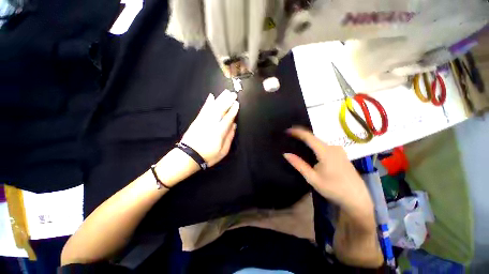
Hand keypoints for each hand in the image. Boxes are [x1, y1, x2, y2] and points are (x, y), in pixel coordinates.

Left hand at [180, 90, 238, 166]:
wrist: (188, 156)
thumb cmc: (208, 156)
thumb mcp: (223, 151)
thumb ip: (229, 137)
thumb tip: (234, 126)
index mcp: (219, 132)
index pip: (228, 118)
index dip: (233, 110)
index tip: (237, 103)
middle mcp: (212, 124)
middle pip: (221, 110)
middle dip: (228, 101)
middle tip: (233, 94)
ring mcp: (203, 121)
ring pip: (213, 107)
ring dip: (220, 99)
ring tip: (225, 93)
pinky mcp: (197, 120)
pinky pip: (203, 109)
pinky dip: (208, 103)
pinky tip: (211, 96)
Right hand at [283, 127, 373, 218]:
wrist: (357, 198)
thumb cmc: (333, 189)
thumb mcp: (313, 178)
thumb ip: (299, 164)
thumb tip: (285, 154)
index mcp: (325, 152)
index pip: (309, 137)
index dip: (297, 132)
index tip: (287, 130)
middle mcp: (333, 147)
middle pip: (314, 138)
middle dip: (302, 135)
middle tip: (290, 137)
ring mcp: (339, 150)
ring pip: (319, 141)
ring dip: (308, 141)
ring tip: (297, 142)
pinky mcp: (341, 154)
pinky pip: (324, 145)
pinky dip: (315, 145)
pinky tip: (310, 150)